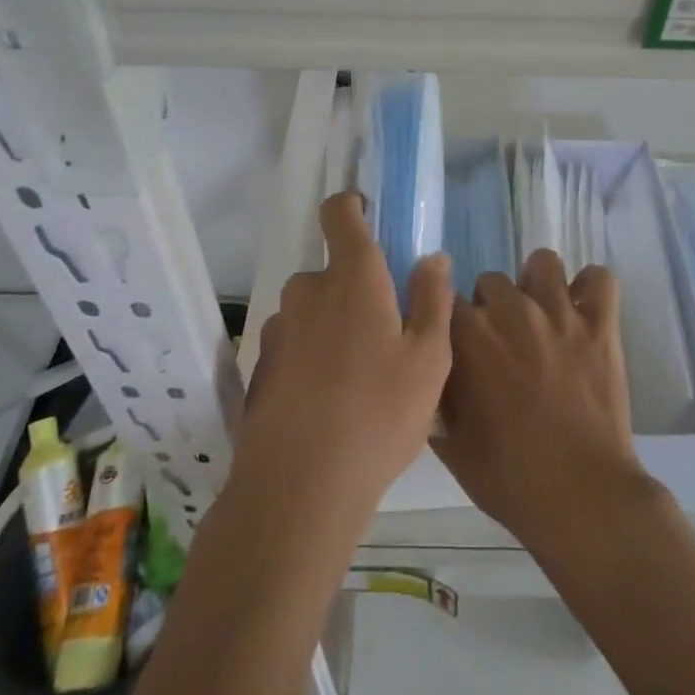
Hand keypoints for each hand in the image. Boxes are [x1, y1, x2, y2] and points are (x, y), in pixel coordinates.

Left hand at [238, 194, 452, 528]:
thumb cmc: (378, 414)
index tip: (369, 219)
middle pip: (333, 271)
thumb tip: (432, 257)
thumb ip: (432, 299)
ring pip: (314, 311)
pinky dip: (312, 357)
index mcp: (352, 277)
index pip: (339, 213)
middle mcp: (308, 291)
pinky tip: (330, 403)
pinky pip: (296, 344)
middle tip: (387, 336)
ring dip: (334, 327)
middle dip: (357, 290)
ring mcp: (279, 329)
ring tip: (360, 379)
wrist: (300, 488)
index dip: (352, 207)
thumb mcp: (429, 358)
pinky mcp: (262, 366)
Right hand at [433, 250, 649, 546]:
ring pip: (542, 263)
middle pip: (491, 281)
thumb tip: (430, 377)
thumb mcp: (450, 443)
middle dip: (491, 307)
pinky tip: (584, 310)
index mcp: (468, 336)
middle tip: (502, 343)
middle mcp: (511, 310)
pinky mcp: (600, 324)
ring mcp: (559, 313)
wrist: (579, 497)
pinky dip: (591, 289)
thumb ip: (436, 397)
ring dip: (536, 284)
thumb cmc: (508, 477)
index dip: (452, 324)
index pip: (445, 300)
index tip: (459, 346)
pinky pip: (599, 279)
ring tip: (541, 315)